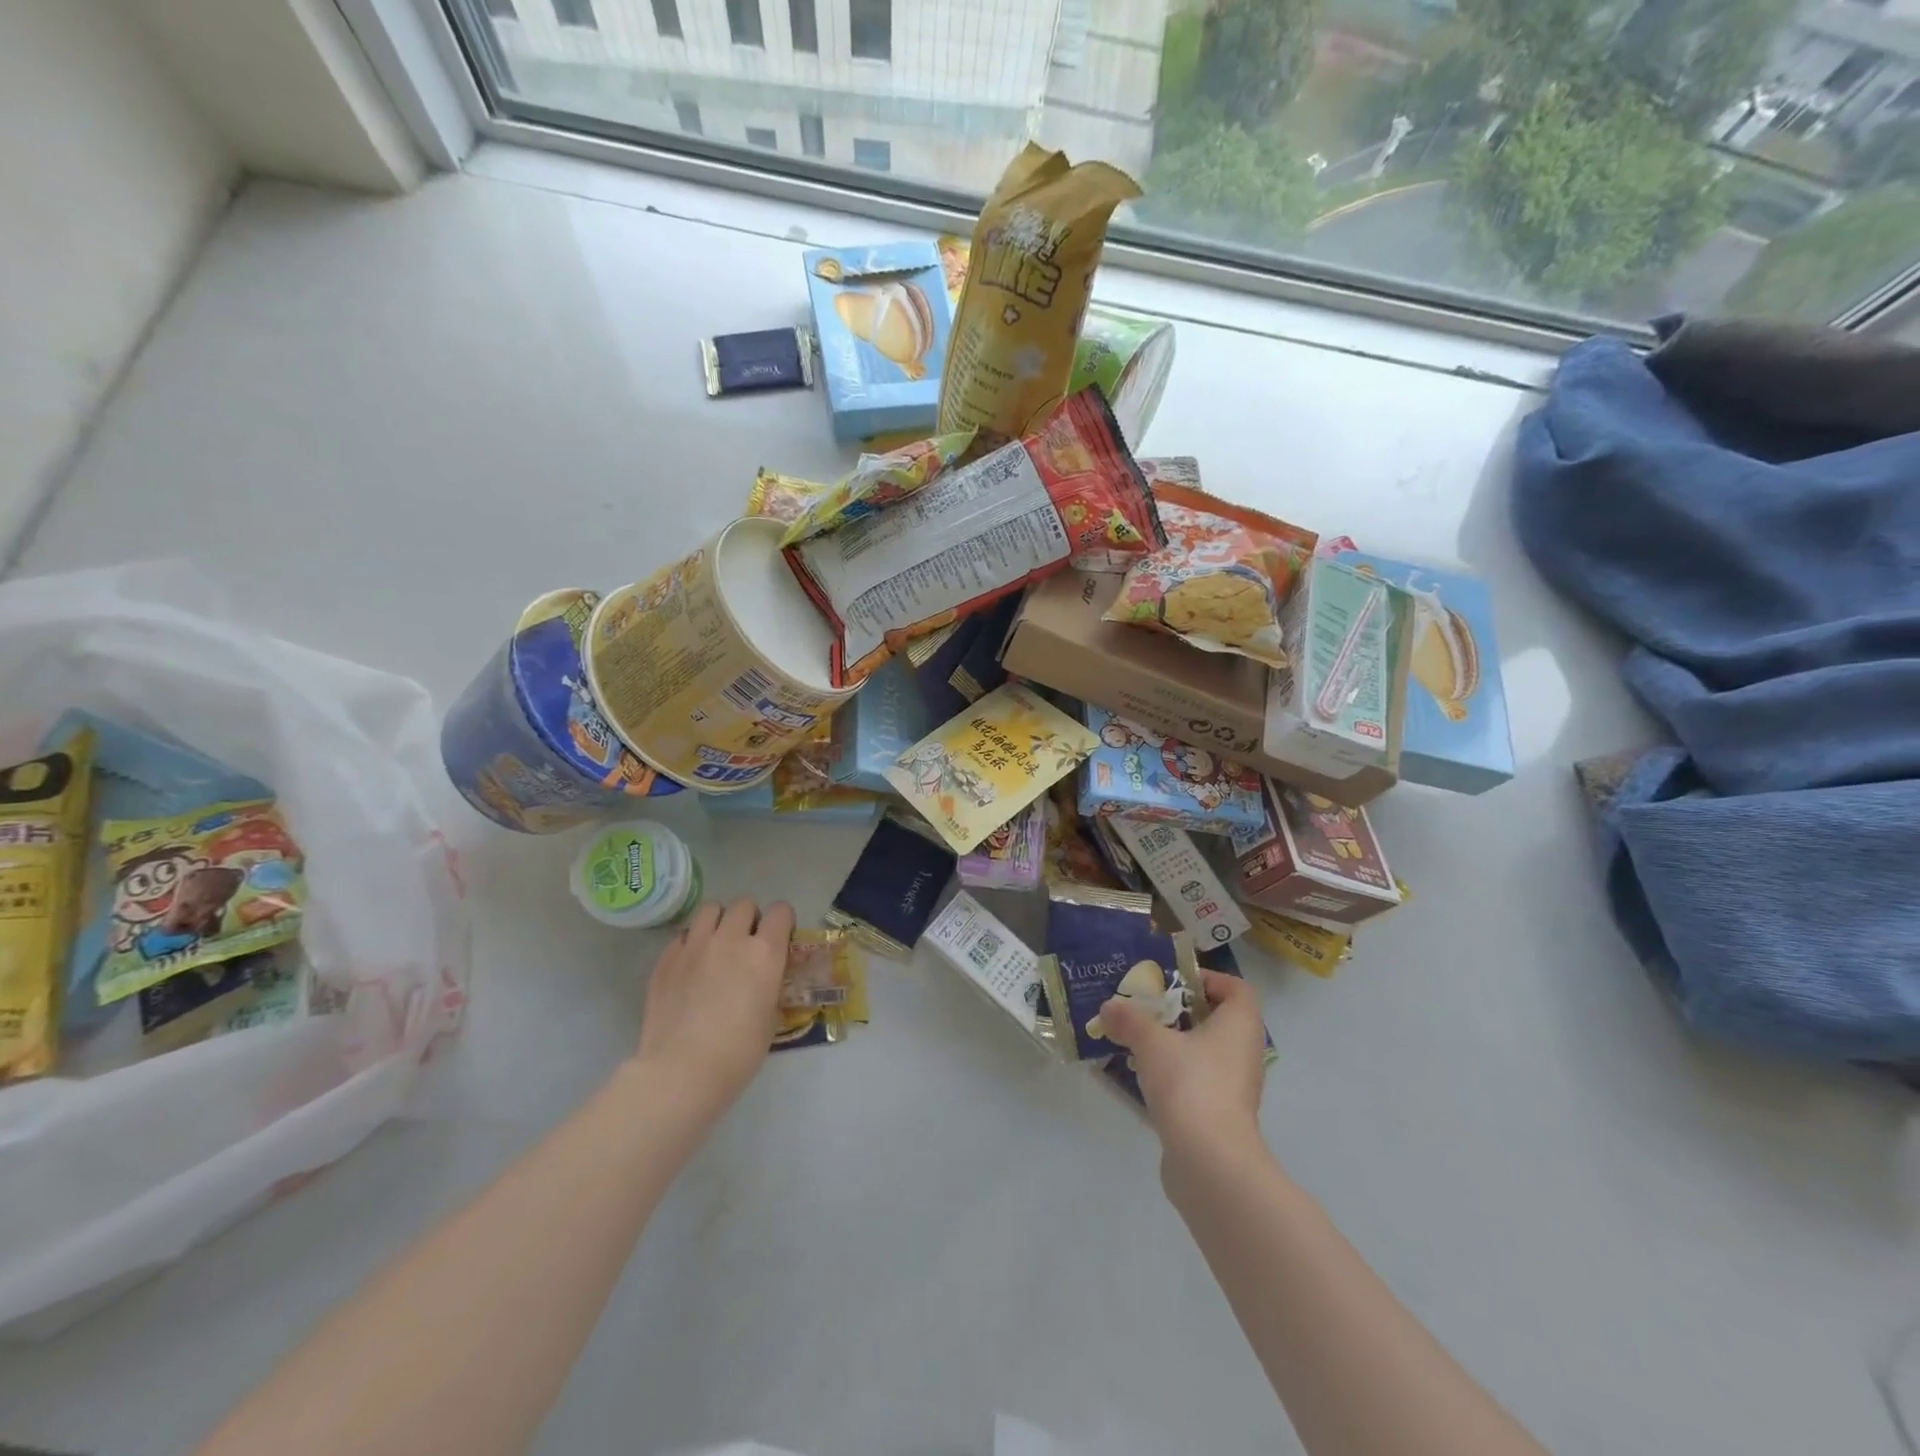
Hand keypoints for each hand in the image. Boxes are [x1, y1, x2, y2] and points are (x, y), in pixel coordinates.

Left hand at [633, 898, 793, 1115]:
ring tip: (717, 945)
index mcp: (765, 952)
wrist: (682, 1071)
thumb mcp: (771, 1015)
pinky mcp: (666, 958)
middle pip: (744, 904)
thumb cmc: (739, 1051)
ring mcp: (695, 945)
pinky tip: (691, 966)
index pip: (781, 911)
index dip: (782, 922)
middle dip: (750, 919)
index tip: (780, 938)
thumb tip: (765, 976)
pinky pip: (684, 935)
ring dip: (719, 922)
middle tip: (747, 944)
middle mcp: (731, 939)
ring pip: (711, 909)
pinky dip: (692, 943)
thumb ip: (770, 983)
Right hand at [1096, 970, 1268, 1156]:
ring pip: (1205, 1054)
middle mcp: (1244, 1052)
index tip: (1174, 982)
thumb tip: (1109, 1007)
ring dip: (1175, 1045)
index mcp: (1239, 1025)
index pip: (1236, 988)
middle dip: (1181, 1012)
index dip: (1209, 979)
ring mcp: (1235, 1088)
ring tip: (1138, 1041)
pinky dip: (1175, 1076)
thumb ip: (1129, 1020)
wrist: (1209, 1161)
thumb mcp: (1151, 1042)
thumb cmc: (1189, 1083)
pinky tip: (1143, 1078)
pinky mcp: (1220, 1116)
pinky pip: (1197, 1083)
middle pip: (1217, 1020)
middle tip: (1147, 1008)